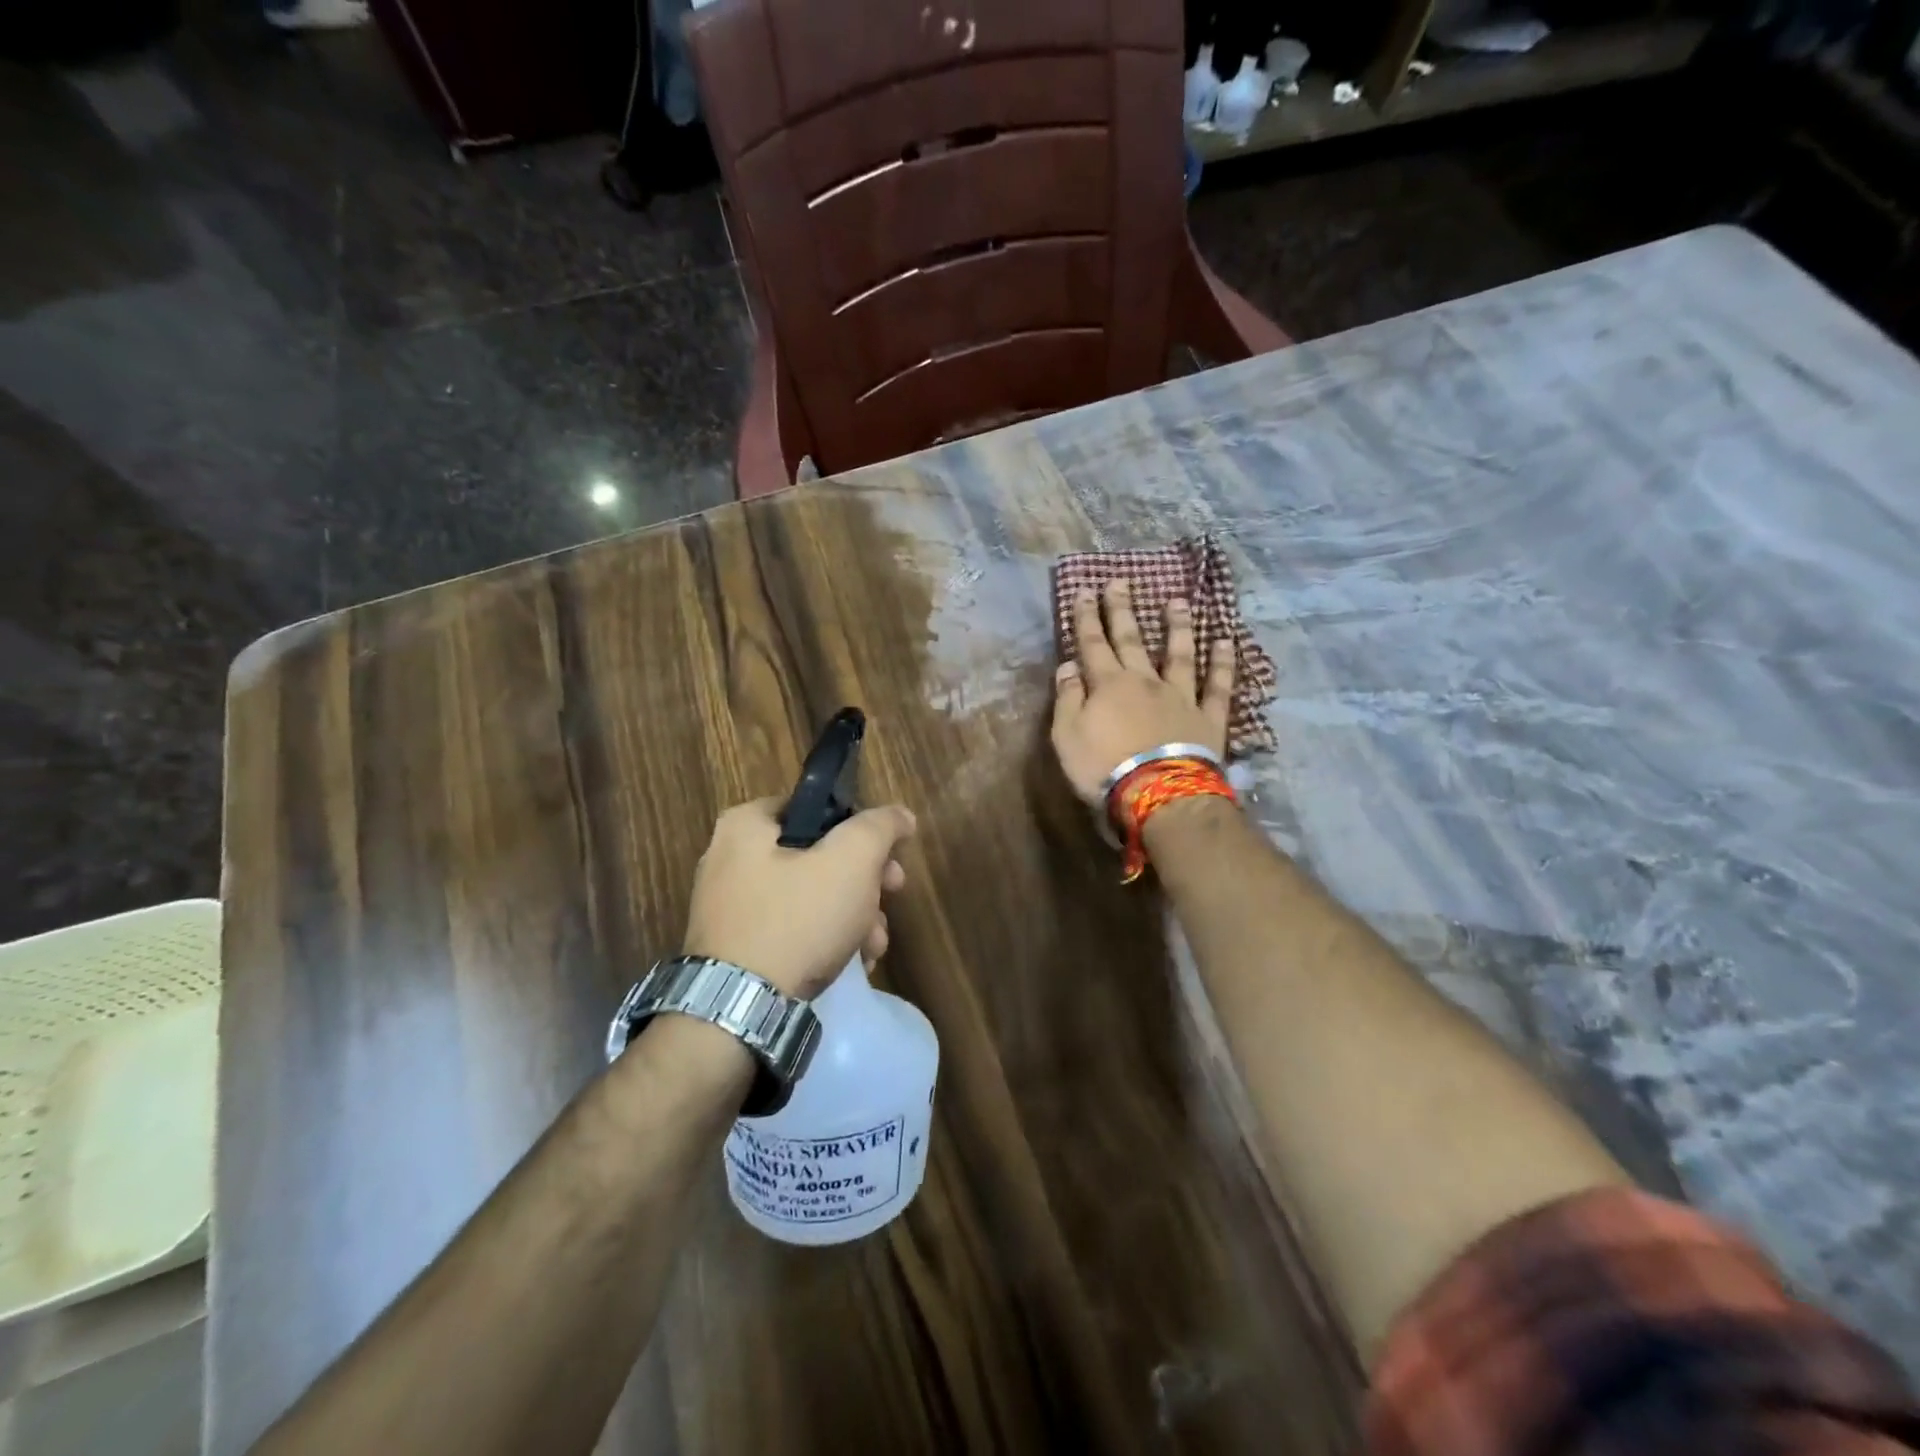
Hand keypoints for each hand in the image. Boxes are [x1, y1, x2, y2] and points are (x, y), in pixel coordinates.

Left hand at [681, 798, 915, 999]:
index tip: (890, 861)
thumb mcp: (851, 860)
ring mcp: (729, 908)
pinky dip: (824, 941)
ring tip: (873, 947)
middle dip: (864, 884)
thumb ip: (880, 827)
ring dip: (852, 917)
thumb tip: (900, 816)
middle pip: (818, 857)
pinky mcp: (735, 949)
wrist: (739, 1012)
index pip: (818, 810)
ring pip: (809, 898)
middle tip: (890, 900)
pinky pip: (789, 931)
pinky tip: (852, 963)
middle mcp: (729, 859)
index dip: (862, 831)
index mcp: (746, 825)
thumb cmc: (797, 919)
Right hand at [1051, 579, 1234, 804]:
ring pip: (1179, 654)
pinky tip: (1225, 641)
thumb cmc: (1104, 768)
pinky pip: (1217, 686)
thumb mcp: (1067, 736)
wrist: (1158, 795)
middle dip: (1123, 610)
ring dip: (1177, 626)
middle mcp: (1145, 681)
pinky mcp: (1208, 718)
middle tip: (1120, 581)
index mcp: (1109, 685)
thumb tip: (1068, 665)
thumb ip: (1067, 698)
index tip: (1085, 591)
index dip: (1087, 617)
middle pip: (1132, 640)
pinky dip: (1222, 663)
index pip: (1093, 644)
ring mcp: (1180, 696)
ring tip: (1177, 601)